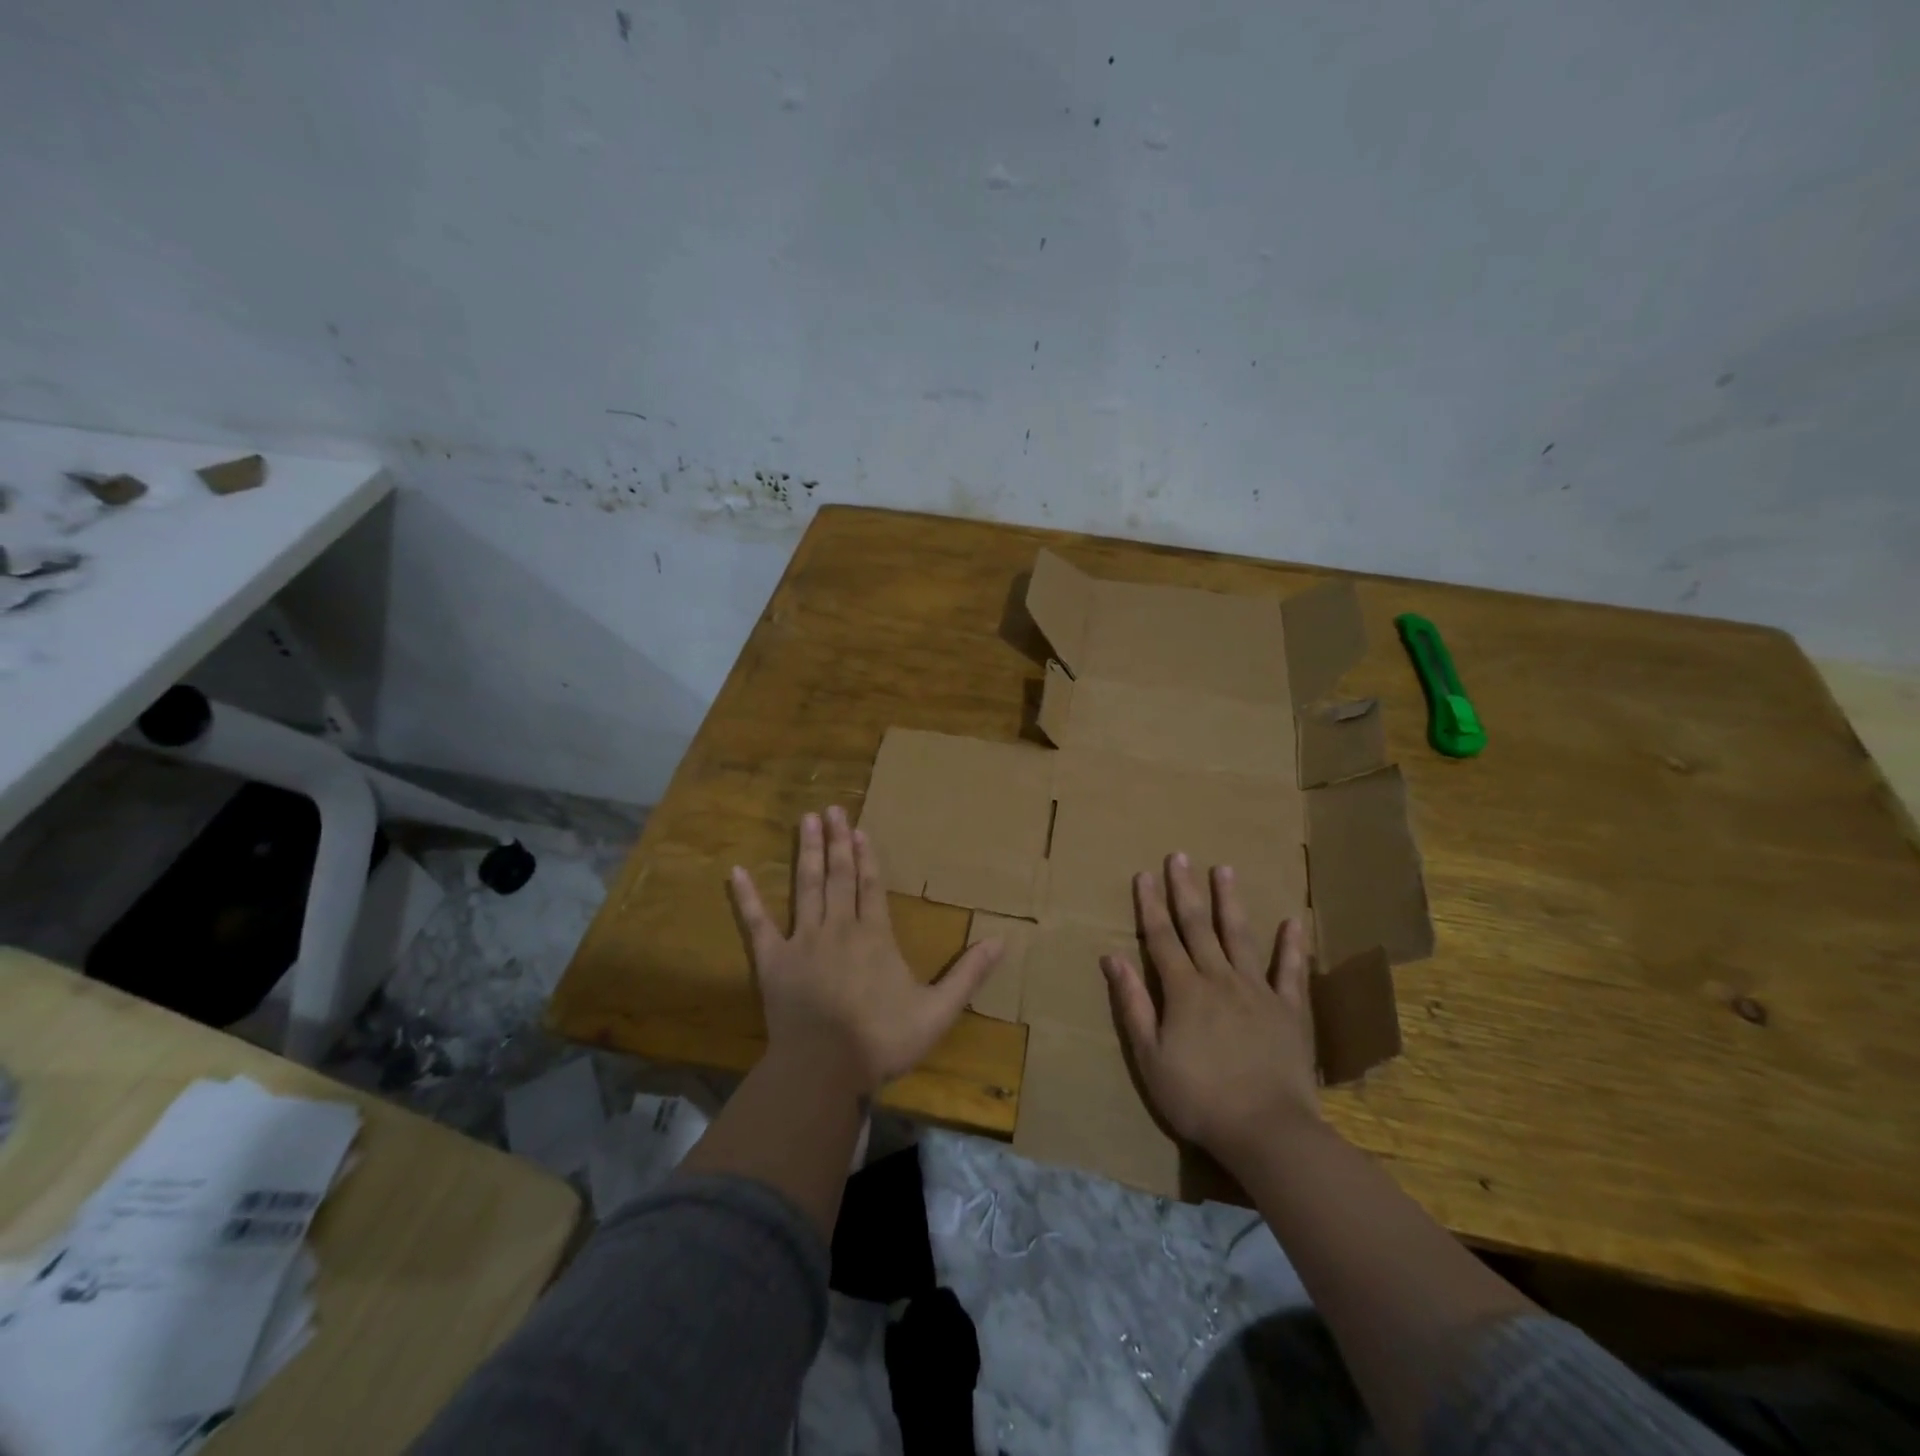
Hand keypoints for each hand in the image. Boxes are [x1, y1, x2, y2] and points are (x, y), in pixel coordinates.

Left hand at [729, 806, 1003, 1094]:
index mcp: (874, 936)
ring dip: (806, 853)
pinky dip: (746, 898)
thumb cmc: (881, 1040)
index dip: (866, 857)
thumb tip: (1002, 942)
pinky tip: (736, 872)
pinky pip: (756, 924)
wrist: (824, 1069)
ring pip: (806, 887)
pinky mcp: (773, 961)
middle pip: (838, 876)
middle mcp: (839, 927)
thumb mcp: (937, 1012)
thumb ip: (968, 975)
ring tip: (805, 821)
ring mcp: (802, 941)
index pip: (871, 886)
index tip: (859, 829)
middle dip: (836, 841)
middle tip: (832, 809)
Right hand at [1102, 853, 1320, 1161]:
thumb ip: (1133, 1003)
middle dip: (1184, 890)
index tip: (1144, 874)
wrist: (1266, 1130)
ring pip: (1239, 936)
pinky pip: (1290, 972)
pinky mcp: (1289, 1010)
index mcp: (1183, 990)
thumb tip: (1112, 957)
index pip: (1161, 937)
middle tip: (1179, 856)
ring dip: (1229, 902)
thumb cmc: (1198, 1097)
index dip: (1150, 905)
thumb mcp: (1149, 1055)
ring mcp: (1257, 991)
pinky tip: (1292, 921)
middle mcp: (1218, 979)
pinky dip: (1291, 946)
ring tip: (1224, 869)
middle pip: (1197, 927)